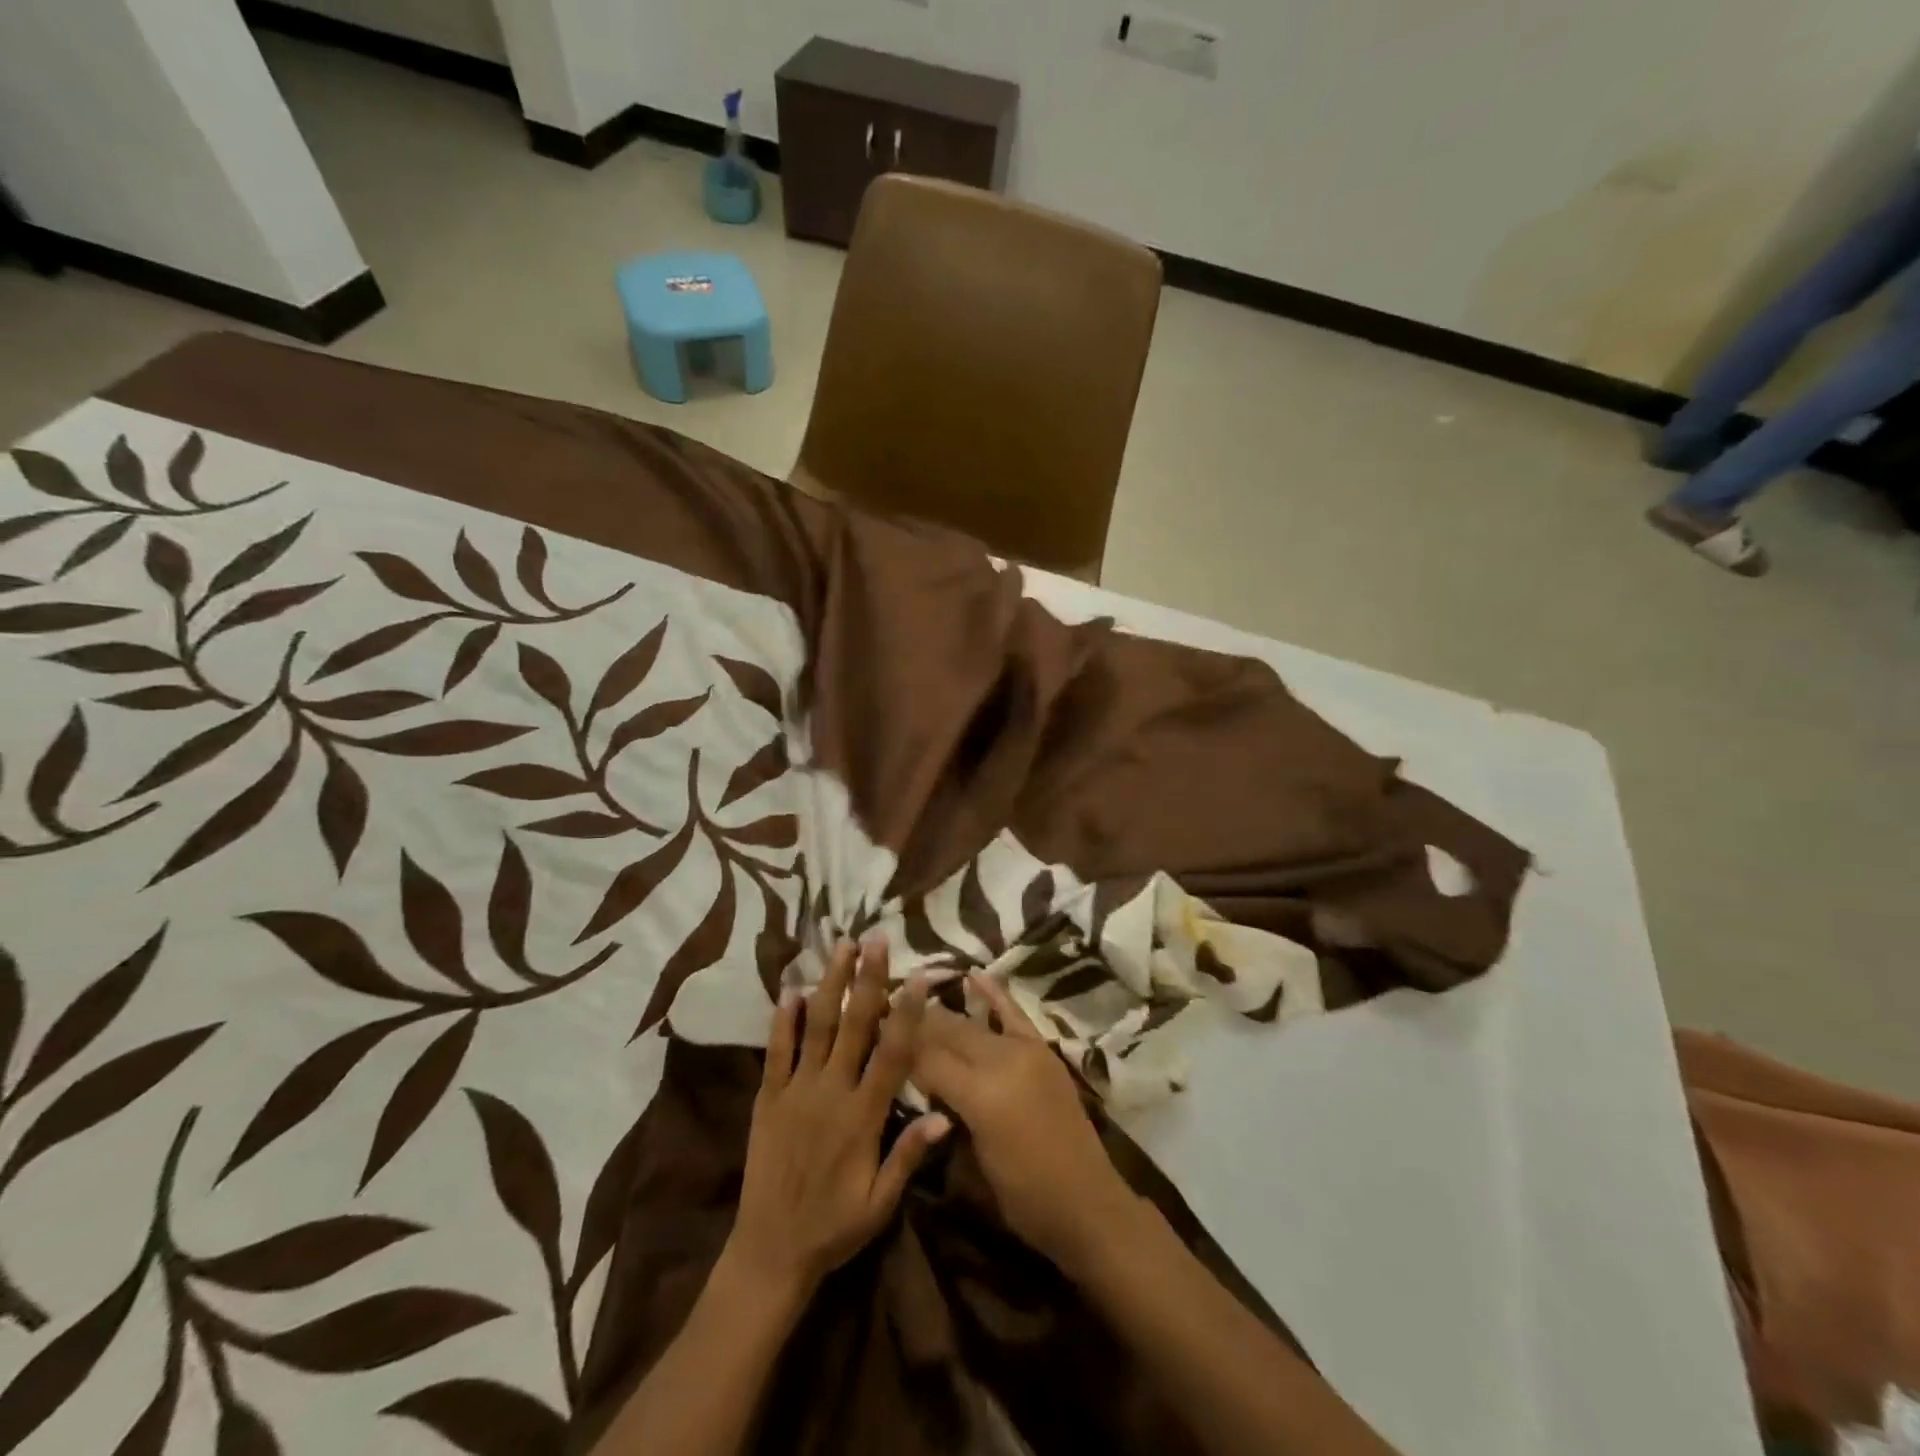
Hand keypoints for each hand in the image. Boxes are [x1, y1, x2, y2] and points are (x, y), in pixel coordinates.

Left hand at [722, 939, 949, 1306]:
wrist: (769, 1251)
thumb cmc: (834, 1227)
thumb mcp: (880, 1202)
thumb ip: (909, 1154)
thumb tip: (946, 1114)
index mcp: (863, 1116)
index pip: (892, 1052)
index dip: (907, 1012)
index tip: (918, 976)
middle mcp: (831, 1092)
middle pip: (854, 1025)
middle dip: (867, 979)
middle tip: (876, 938)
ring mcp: (796, 1091)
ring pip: (816, 1026)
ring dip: (830, 984)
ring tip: (841, 947)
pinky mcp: (768, 1097)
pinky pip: (776, 1052)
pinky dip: (782, 1020)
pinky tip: (789, 990)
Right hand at [911, 975, 1138, 1271]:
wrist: (1087, 1203)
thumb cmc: (1023, 1199)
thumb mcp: (970, 1167)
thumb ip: (945, 1118)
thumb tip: (922, 1085)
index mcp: (980, 1096)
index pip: (926, 1059)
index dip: (897, 1045)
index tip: (871, 1030)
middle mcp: (1001, 1062)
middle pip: (947, 1033)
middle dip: (913, 1023)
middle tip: (882, 1012)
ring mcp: (1025, 1051)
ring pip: (973, 1024)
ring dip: (942, 1013)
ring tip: (912, 999)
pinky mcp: (1043, 1050)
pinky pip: (1013, 1014)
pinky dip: (993, 993)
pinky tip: (972, 974)